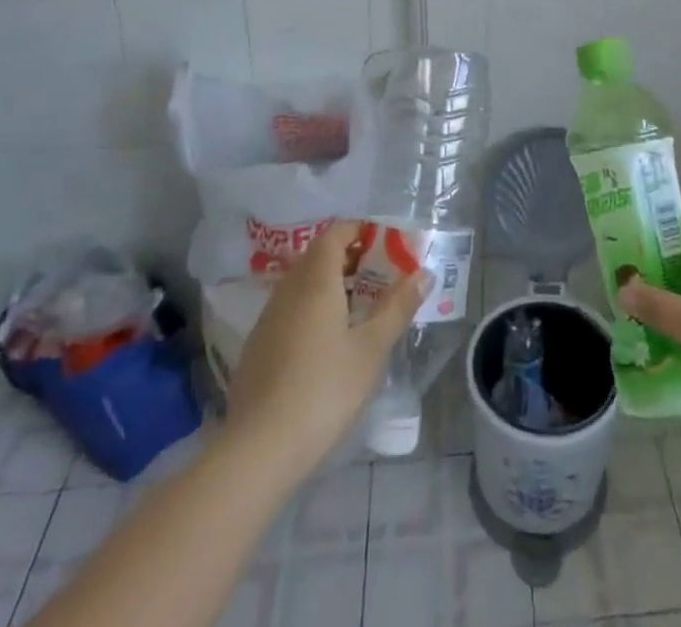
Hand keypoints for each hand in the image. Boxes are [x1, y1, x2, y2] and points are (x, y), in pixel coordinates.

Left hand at [227, 221, 428, 475]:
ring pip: (302, 283)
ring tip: (360, 308)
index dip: (360, 231)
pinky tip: (328, 341)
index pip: (335, 233)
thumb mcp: (372, 349)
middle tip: (380, 276)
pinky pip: (290, 308)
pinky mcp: (257, 346)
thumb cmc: (324, 389)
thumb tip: (423, 273)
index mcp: (316, 280)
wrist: (259, 449)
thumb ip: (398, 306)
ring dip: (331, 283)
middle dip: (350, 257)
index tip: (386, 244)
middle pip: (318, 256)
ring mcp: (268, 318)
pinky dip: (312, 307)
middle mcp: (288, 289)